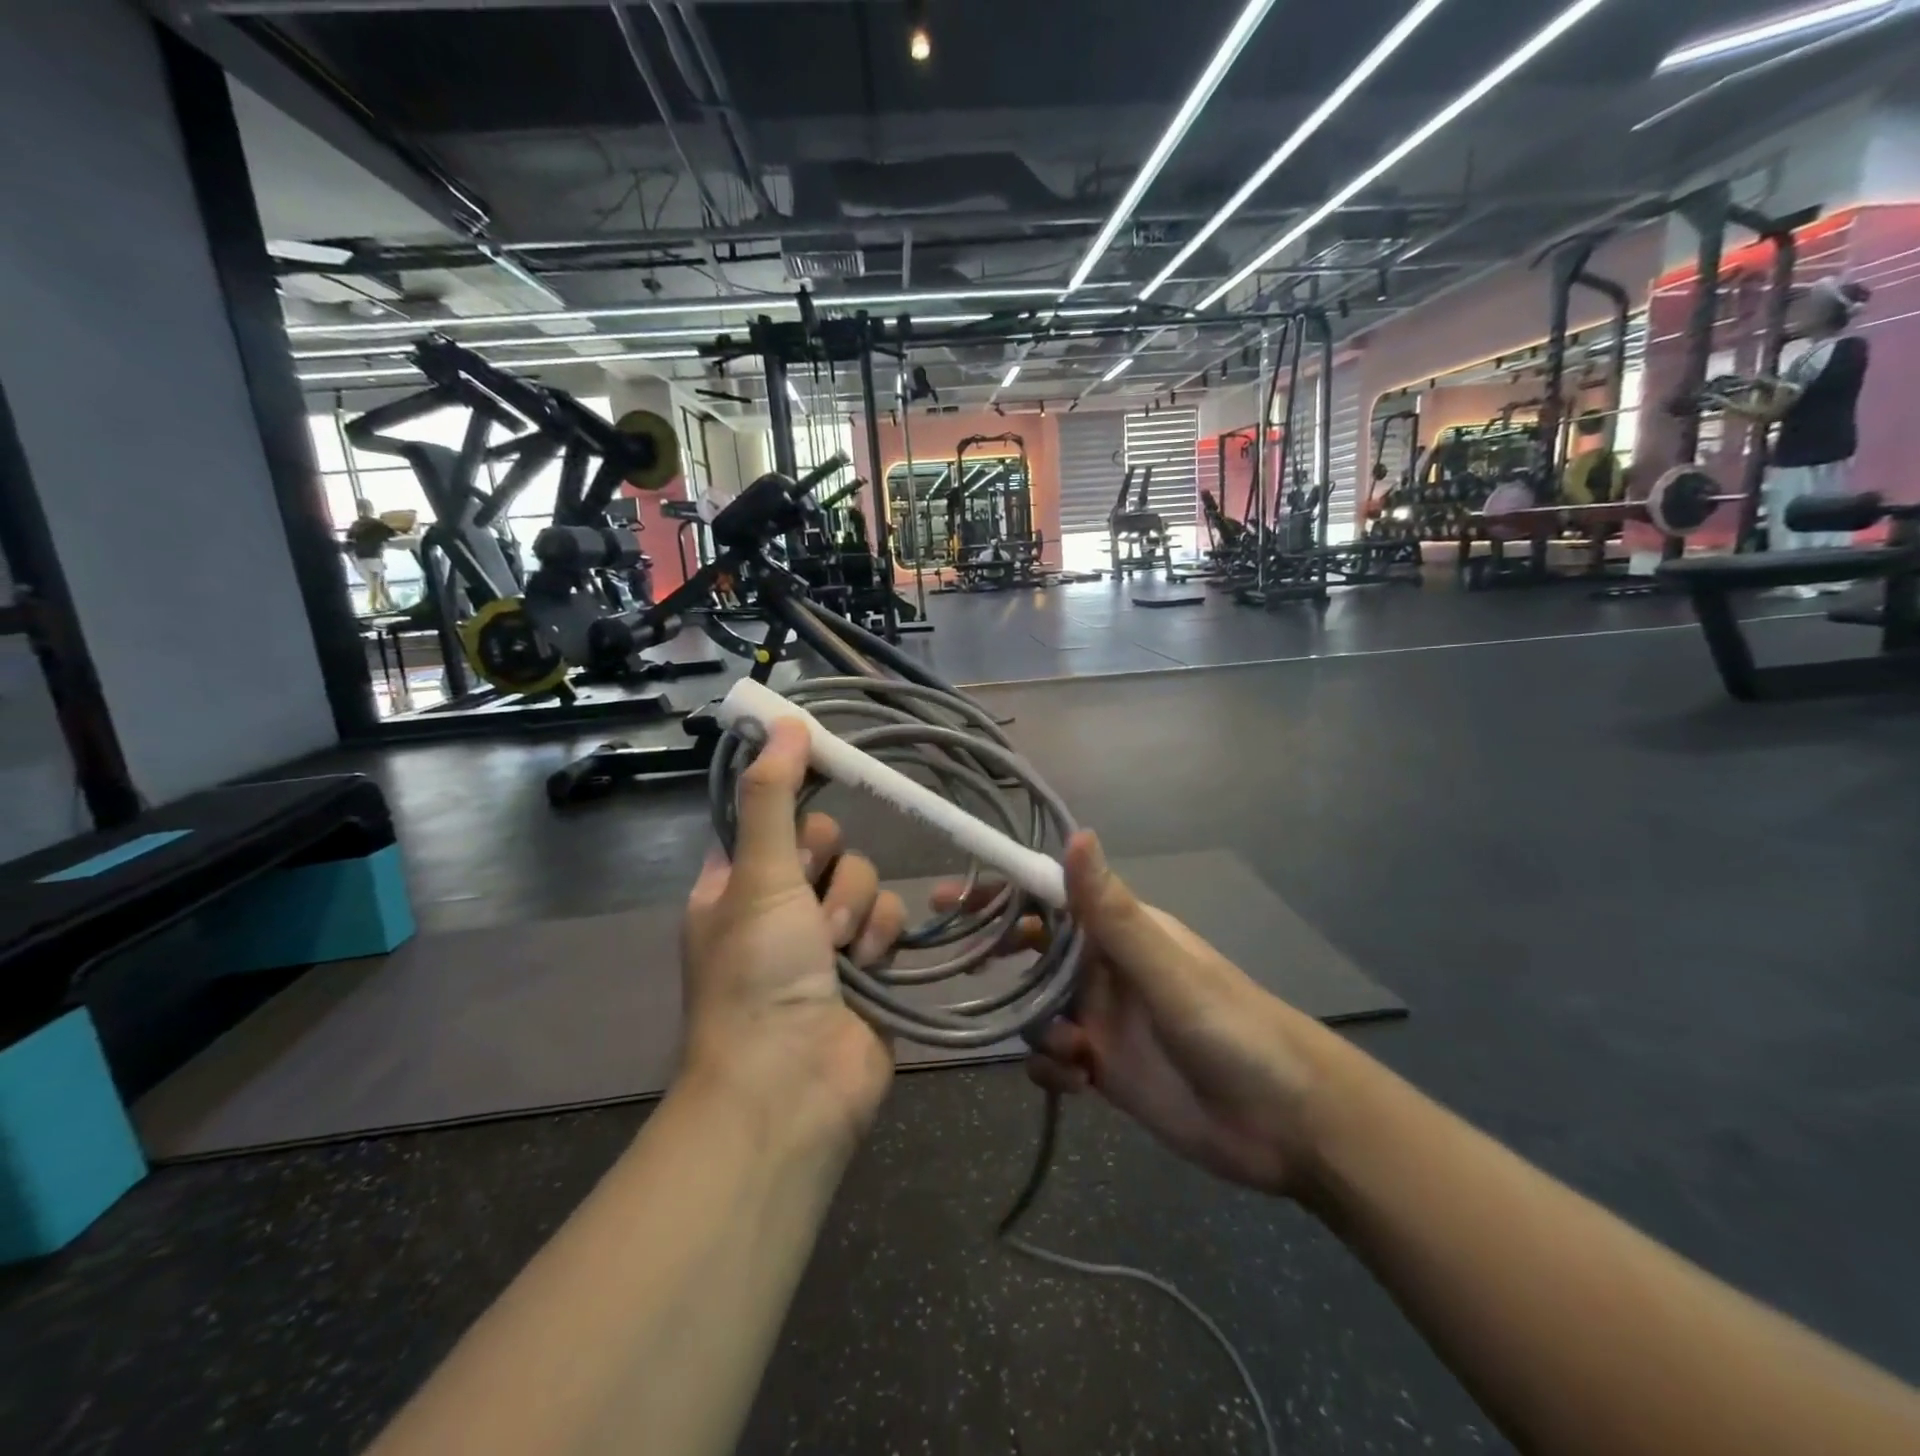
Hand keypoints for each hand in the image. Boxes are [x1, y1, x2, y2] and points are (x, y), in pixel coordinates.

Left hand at [682, 720, 906, 1148]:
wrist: (793, 1086)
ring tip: (837, 953)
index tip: (821, 772)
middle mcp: (779, 906)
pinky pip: (889, 920)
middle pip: (827, 845)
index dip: (792, 801)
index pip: (770, 817)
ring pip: (864, 881)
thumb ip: (773, 797)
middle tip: (809, 898)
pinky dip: (880, 940)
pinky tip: (867, 970)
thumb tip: (782, 720)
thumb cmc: (758, 975)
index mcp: (735, 884)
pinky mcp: (870, 966)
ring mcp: (826, 939)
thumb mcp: (756, 876)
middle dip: (828, 869)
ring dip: (855, 911)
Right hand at [938, 832, 1332, 1196]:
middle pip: (1032, 950)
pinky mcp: (1105, 1068)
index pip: (1047, 896)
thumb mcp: (1167, 970)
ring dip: (1036, 1027)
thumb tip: (1076, 833)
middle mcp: (1103, 967)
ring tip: (1072, 1050)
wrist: (1286, 1124)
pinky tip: (1077, 1083)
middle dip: (998, 955)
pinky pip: (1053, 1058)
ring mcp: (1102, 1018)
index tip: (948, 898)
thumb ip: (1114, 911)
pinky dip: (1052, 1068)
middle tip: (961, 967)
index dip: (999, 892)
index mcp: (1119, 930)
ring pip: (1037, 1008)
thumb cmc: (1230, 1029)